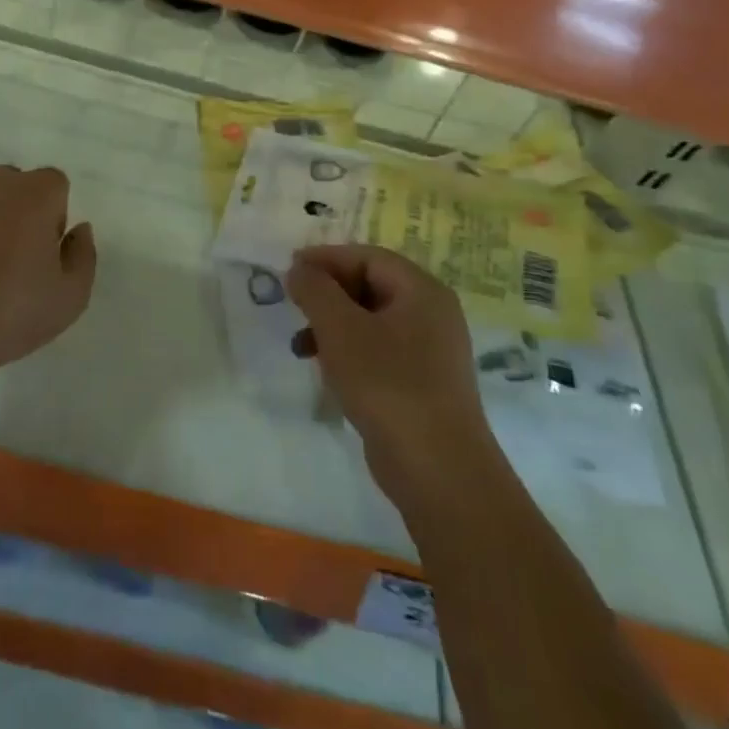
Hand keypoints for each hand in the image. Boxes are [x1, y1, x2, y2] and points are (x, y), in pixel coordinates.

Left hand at [0, 166, 97, 409]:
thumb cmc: (10, 312)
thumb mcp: (71, 297)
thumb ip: (83, 254)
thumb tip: (78, 229)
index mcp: (34, 194)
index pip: (55, 185)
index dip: (54, 217)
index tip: (44, 254)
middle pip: (15, 186)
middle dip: (19, 213)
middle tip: (14, 261)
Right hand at [286, 245, 495, 506]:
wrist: (438, 470)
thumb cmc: (388, 384)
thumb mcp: (341, 329)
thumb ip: (315, 290)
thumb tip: (300, 268)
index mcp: (422, 290)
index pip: (368, 257)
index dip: (326, 258)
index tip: (290, 270)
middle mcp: (432, 313)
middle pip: (371, 285)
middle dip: (328, 293)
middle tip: (294, 305)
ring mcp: (430, 351)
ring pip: (371, 321)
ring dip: (333, 325)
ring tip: (300, 345)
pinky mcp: (422, 384)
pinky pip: (379, 352)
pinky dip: (349, 352)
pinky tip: (327, 372)